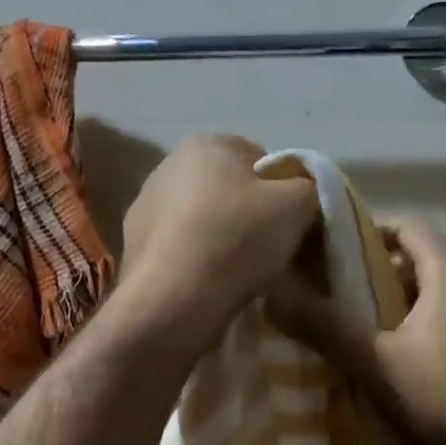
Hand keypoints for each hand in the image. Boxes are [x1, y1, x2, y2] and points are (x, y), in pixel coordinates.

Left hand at [117, 133, 319, 342]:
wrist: (174, 300)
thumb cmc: (238, 239)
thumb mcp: (297, 205)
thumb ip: (312, 187)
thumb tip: (306, 194)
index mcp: (206, 143)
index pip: (261, 159)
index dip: (284, 191)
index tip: (293, 224)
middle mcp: (167, 165)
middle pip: (228, 189)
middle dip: (250, 215)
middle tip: (270, 250)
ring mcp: (144, 207)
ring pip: (202, 220)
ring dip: (222, 239)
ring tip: (239, 274)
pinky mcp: (133, 247)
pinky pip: (180, 249)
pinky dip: (197, 261)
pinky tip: (210, 285)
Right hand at [271, 217, 445, 444]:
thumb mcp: (376, 361)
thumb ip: (325, 327)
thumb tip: (273, 296)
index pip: (408, 226)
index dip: (368, 232)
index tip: (332, 255)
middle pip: (418, 260)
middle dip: (374, 275)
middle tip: (334, 297)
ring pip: (431, 295)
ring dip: (394, 307)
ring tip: (356, 332)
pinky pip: (445, 323)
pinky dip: (415, 330)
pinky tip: (393, 363)